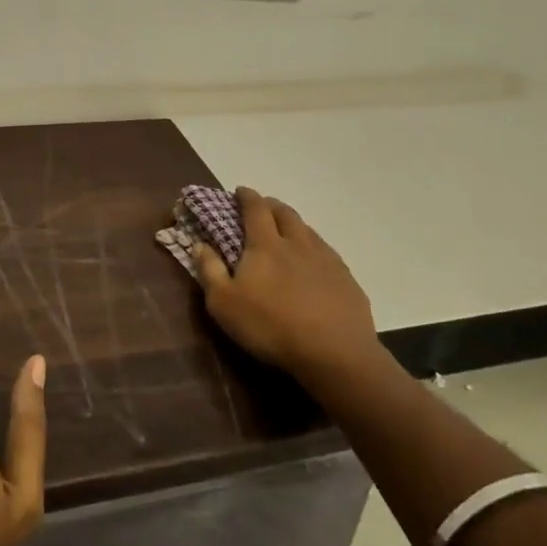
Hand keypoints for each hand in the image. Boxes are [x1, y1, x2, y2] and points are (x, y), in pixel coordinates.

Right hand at [194, 189, 380, 385]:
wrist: (335, 353)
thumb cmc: (271, 326)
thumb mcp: (224, 304)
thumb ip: (209, 270)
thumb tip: (199, 244)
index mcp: (266, 244)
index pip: (255, 208)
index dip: (247, 196)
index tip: (240, 191)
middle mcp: (298, 242)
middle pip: (285, 213)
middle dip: (271, 205)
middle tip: (263, 208)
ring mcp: (326, 259)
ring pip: (309, 231)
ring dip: (295, 226)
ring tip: (288, 234)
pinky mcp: (347, 280)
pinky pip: (328, 254)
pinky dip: (315, 251)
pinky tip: (315, 267)